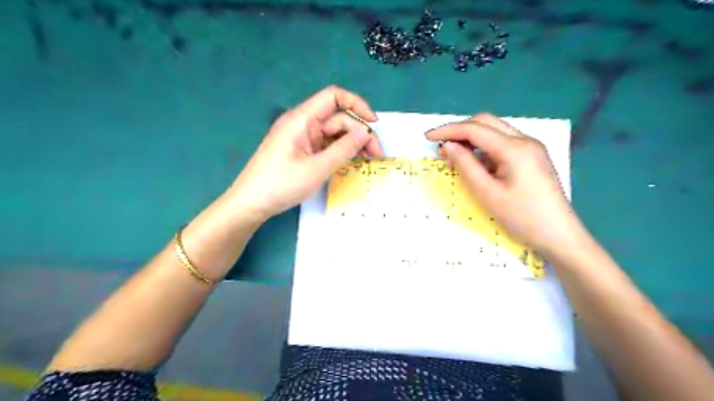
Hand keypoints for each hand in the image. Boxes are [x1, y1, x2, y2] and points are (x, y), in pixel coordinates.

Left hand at [228, 84, 384, 220]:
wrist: (251, 203)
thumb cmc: (282, 183)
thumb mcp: (318, 167)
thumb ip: (344, 148)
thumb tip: (365, 131)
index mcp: (302, 119)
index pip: (334, 97)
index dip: (357, 105)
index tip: (373, 124)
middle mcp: (303, 124)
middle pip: (338, 119)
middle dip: (359, 132)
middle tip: (376, 155)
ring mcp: (302, 138)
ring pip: (334, 133)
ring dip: (352, 143)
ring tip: (369, 159)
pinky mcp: (302, 151)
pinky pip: (326, 145)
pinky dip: (340, 151)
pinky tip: (352, 161)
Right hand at [423, 113, 585, 256]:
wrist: (560, 235)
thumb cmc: (522, 217)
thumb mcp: (487, 194)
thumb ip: (466, 166)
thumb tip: (448, 146)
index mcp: (514, 148)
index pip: (474, 129)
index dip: (448, 130)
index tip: (427, 137)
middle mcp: (524, 140)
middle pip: (485, 123)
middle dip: (459, 130)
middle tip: (441, 147)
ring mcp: (531, 148)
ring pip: (494, 132)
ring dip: (471, 139)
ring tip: (454, 158)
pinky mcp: (532, 157)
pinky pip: (503, 145)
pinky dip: (484, 149)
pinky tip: (476, 165)